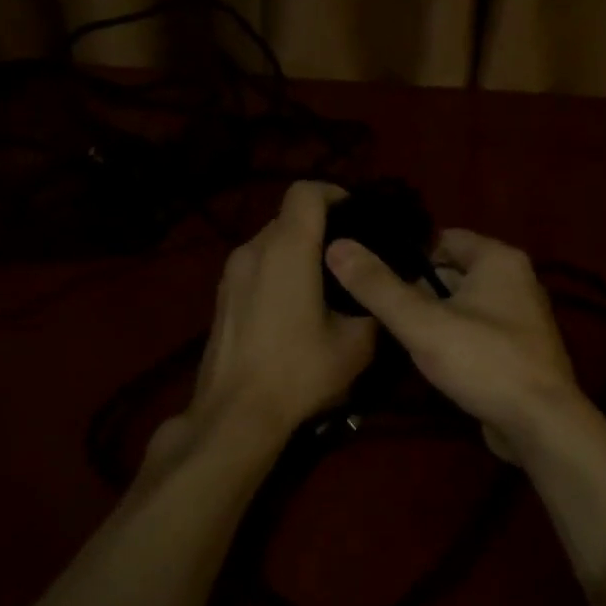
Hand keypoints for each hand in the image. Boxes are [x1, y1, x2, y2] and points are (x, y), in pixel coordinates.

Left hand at [156, 182, 376, 466]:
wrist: (235, 414)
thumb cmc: (299, 372)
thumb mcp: (357, 343)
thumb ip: (374, 304)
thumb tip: (384, 290)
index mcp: (287, 249)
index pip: (306, 191)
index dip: (336, 194)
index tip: (359, 218)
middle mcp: (253, 249)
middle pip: (289, 217)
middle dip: (321, 227)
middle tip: (350, 257)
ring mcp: (230, 272)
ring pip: (271, 242)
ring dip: (298, 251)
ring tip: (325, 284)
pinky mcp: (221, 296)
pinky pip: (256, 265)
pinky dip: (278, 270)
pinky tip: (294, 307)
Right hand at [324, 228, 586, 458]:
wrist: (541, 425)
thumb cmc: (484, 361)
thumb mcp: (422, 322)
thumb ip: (378, 286)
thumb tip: (337, 247)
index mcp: (498, 259)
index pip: (441, 238)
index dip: (403, 251)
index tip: (367, 267)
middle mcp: (514, 280)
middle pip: (450, 271)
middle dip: (414, 287)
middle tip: (371, 302)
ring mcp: (519, 317)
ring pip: (460, 304)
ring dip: (430, 315)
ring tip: (387, 328)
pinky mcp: (516, 350)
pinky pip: (473, 331)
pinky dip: (449, 337)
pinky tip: (421, 355)